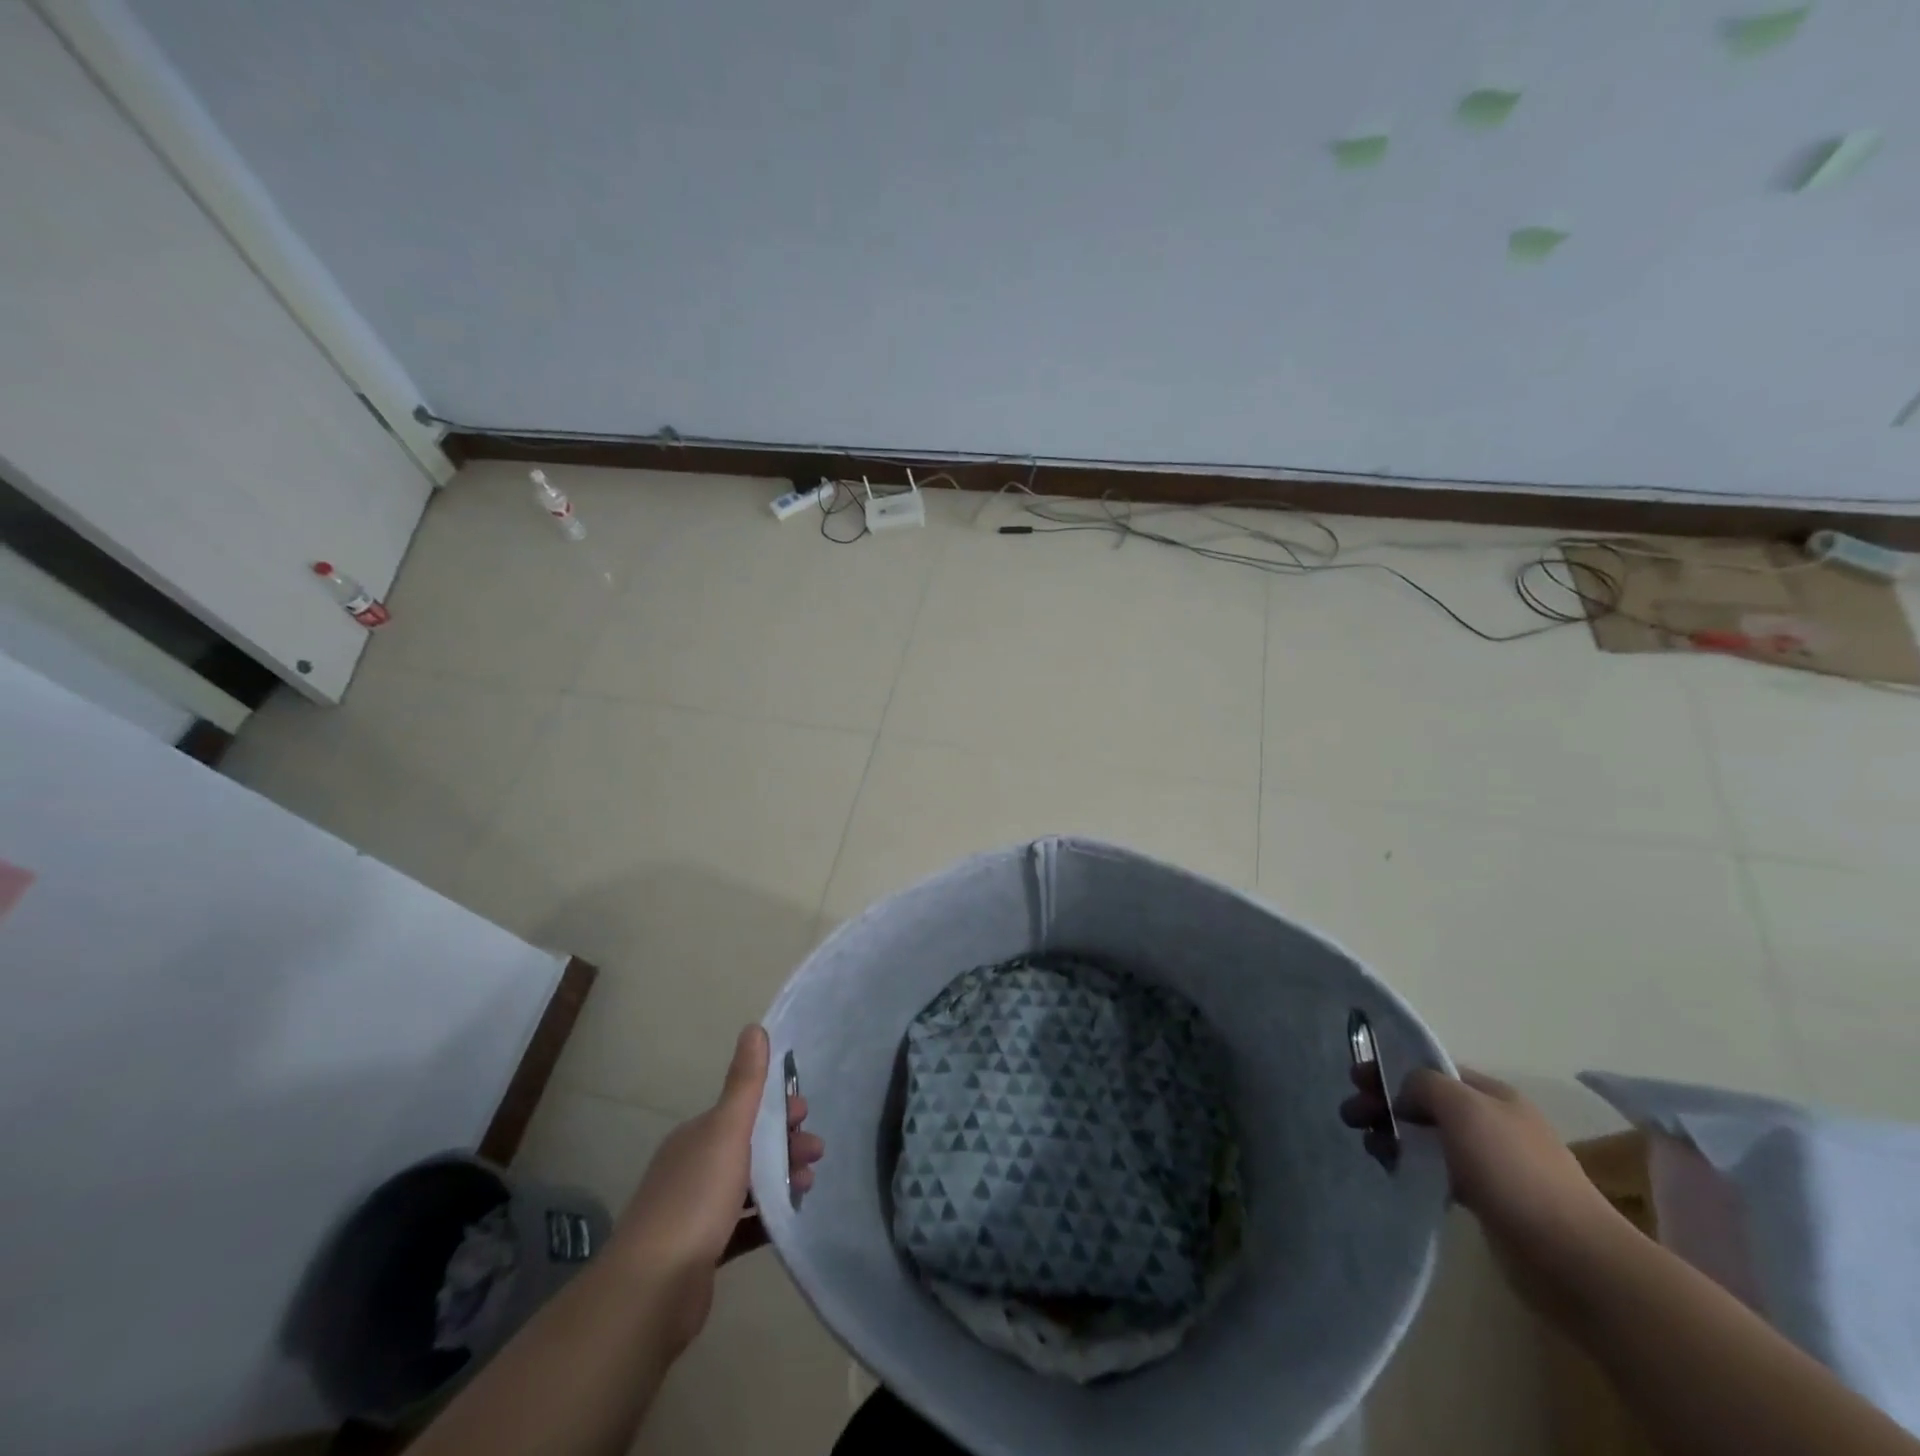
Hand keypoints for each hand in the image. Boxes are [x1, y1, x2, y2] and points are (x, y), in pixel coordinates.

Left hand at [612, 1026, 824, 1347]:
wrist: (652, 1290)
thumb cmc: (695, 1198)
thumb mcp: (727, 1131)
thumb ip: (745, 1083)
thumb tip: (754, 1027)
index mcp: (697, 1136)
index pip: (742, 1111)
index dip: (776, 1108)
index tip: (806, 1114)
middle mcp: (693, 1167)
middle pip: (748, 1146)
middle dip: (785, 1143)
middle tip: (817, 1153)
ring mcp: (695, 1212)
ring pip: (748, 1185)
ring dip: (780, 1178)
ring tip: (809, 1185)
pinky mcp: (702, 1252)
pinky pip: (743, 1224)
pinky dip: (767, 1216)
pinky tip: (789, 1218)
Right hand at [1344, 1065, 1625, 1305]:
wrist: (1572, 1259)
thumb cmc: (1513, 1171)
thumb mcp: (1463, 1107)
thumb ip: (1424, 1085)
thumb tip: (1404, 1095)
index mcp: (1493, 1095)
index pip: (1432, 1071)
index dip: (1391, 1070)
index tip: (1355, 1081)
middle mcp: (1494, 1124)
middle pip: (1427, 1104)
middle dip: (1386, 1105)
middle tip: (1350, 1117)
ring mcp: (1494, 1165)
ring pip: (1431, 1139)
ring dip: (1396, 1137)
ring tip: (1371, 1149)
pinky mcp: (1490, 1202)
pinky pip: (1441, 1173)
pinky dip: (1415, 1168)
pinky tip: (1397, 1174)